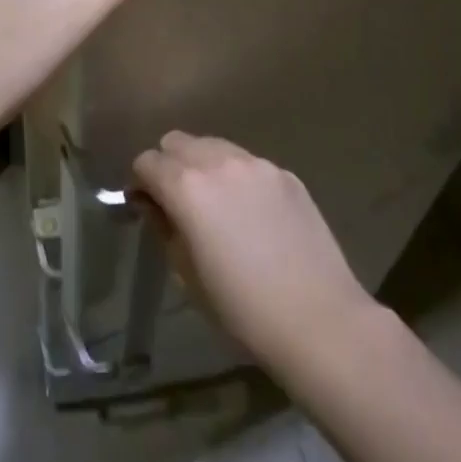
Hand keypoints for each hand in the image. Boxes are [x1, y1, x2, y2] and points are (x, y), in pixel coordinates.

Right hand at [133, 133, 376, 364]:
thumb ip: (164, 227)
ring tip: (218, 205)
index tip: (148, 207)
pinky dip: (239, 178)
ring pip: (214, 146)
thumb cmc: (242, 309)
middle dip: (170, 165)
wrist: (318, 319)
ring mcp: (256, 163)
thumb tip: (153, 204)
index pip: (147, 162)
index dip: (141, 183)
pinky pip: (248, 163)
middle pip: (177, 142)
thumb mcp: (186, 274)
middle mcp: (218, 161)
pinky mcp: (285, 173)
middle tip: (179, 202)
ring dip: (204, 165)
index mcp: (186, 187)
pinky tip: (254, 215)